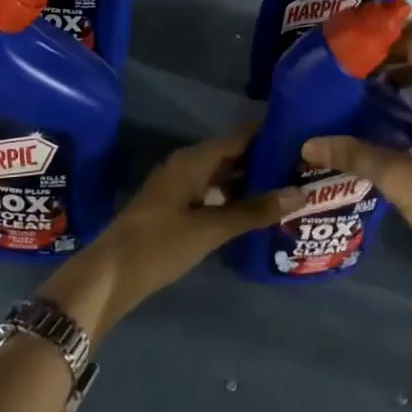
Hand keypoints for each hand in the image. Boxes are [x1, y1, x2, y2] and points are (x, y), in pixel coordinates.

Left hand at [39, 129, 304, 338]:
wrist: (109, 277)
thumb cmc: (159, 244)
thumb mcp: (210, 229)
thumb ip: (254, 211)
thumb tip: (299, 193)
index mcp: (193, 160)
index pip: (239, 136)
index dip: (269, 134)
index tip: (301, 135)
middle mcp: (187, 166)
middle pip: (232, 155)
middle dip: (264, 161)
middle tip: (302, 167)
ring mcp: (179, 187)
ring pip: (222, 176)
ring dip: (250, 182)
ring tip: (287, 190)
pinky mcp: (175, 209)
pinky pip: (212, 194)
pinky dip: (234, 199)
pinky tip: (256, 213)